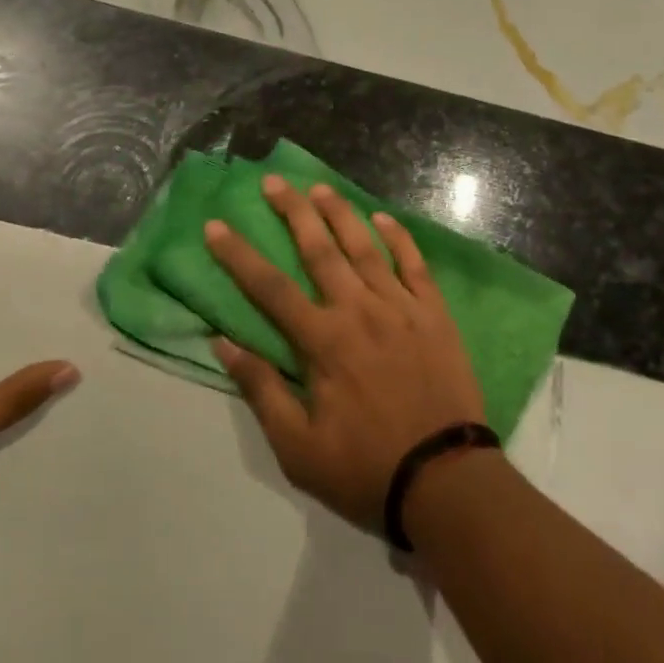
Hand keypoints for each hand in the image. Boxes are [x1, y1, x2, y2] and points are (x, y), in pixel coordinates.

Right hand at [206, 175, 487, 534]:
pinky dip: (399, 239)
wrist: (447, 481)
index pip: (269, 287)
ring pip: (365, 247)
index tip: (215, 225)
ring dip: (340, 214)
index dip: (238, 255)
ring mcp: (401, 308)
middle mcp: (359, 310)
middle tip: (274, 181)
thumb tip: (223, 343)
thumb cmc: (366, 467)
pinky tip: (384, 218)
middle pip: (319, 250)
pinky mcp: (434, 315)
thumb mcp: (298, 448)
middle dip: (293, 212)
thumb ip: (262, 390)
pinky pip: (415, 265)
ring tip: (320, 187)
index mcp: (323, 341)